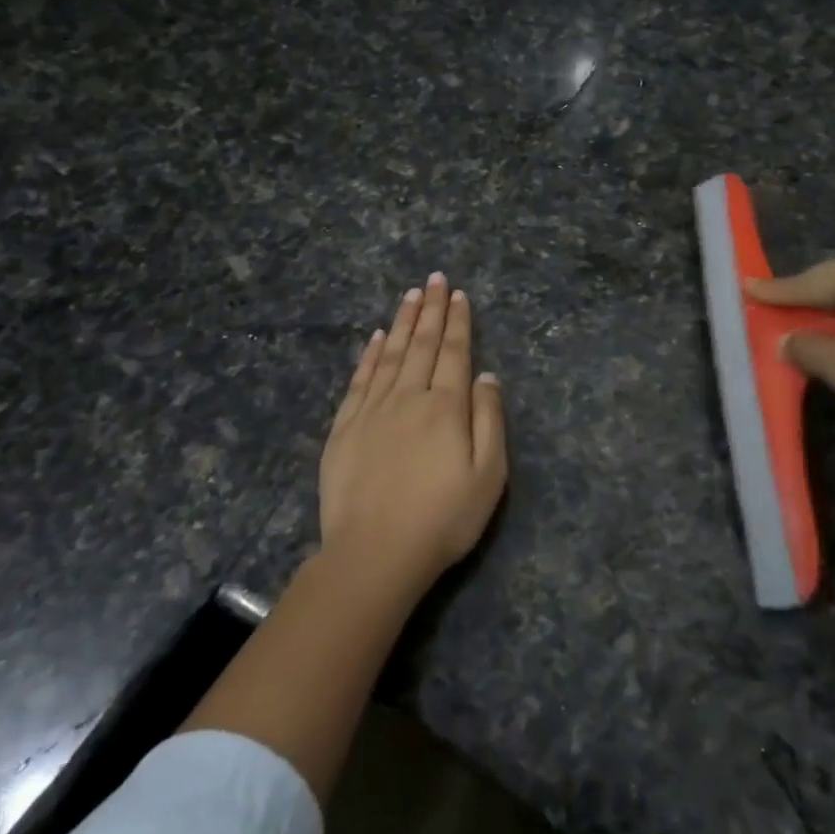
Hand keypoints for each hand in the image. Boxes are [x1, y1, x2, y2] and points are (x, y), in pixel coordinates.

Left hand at [319, 273, 507, 595]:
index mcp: (446, 407)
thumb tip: (486, 375)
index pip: (455, 353)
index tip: (458, 294)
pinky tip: (377, 337)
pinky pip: (360, 380)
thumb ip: (489, 420)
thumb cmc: (442, 519)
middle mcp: (409, 398)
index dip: (458, 322)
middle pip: (423, 345)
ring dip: (403, 323)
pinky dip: (370, 355)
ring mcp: (372, 411)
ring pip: (391, 355)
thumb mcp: (488, 475)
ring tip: (411, 295)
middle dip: (432, 310)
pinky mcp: (344, 429)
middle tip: (435, 279)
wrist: (374, 554)